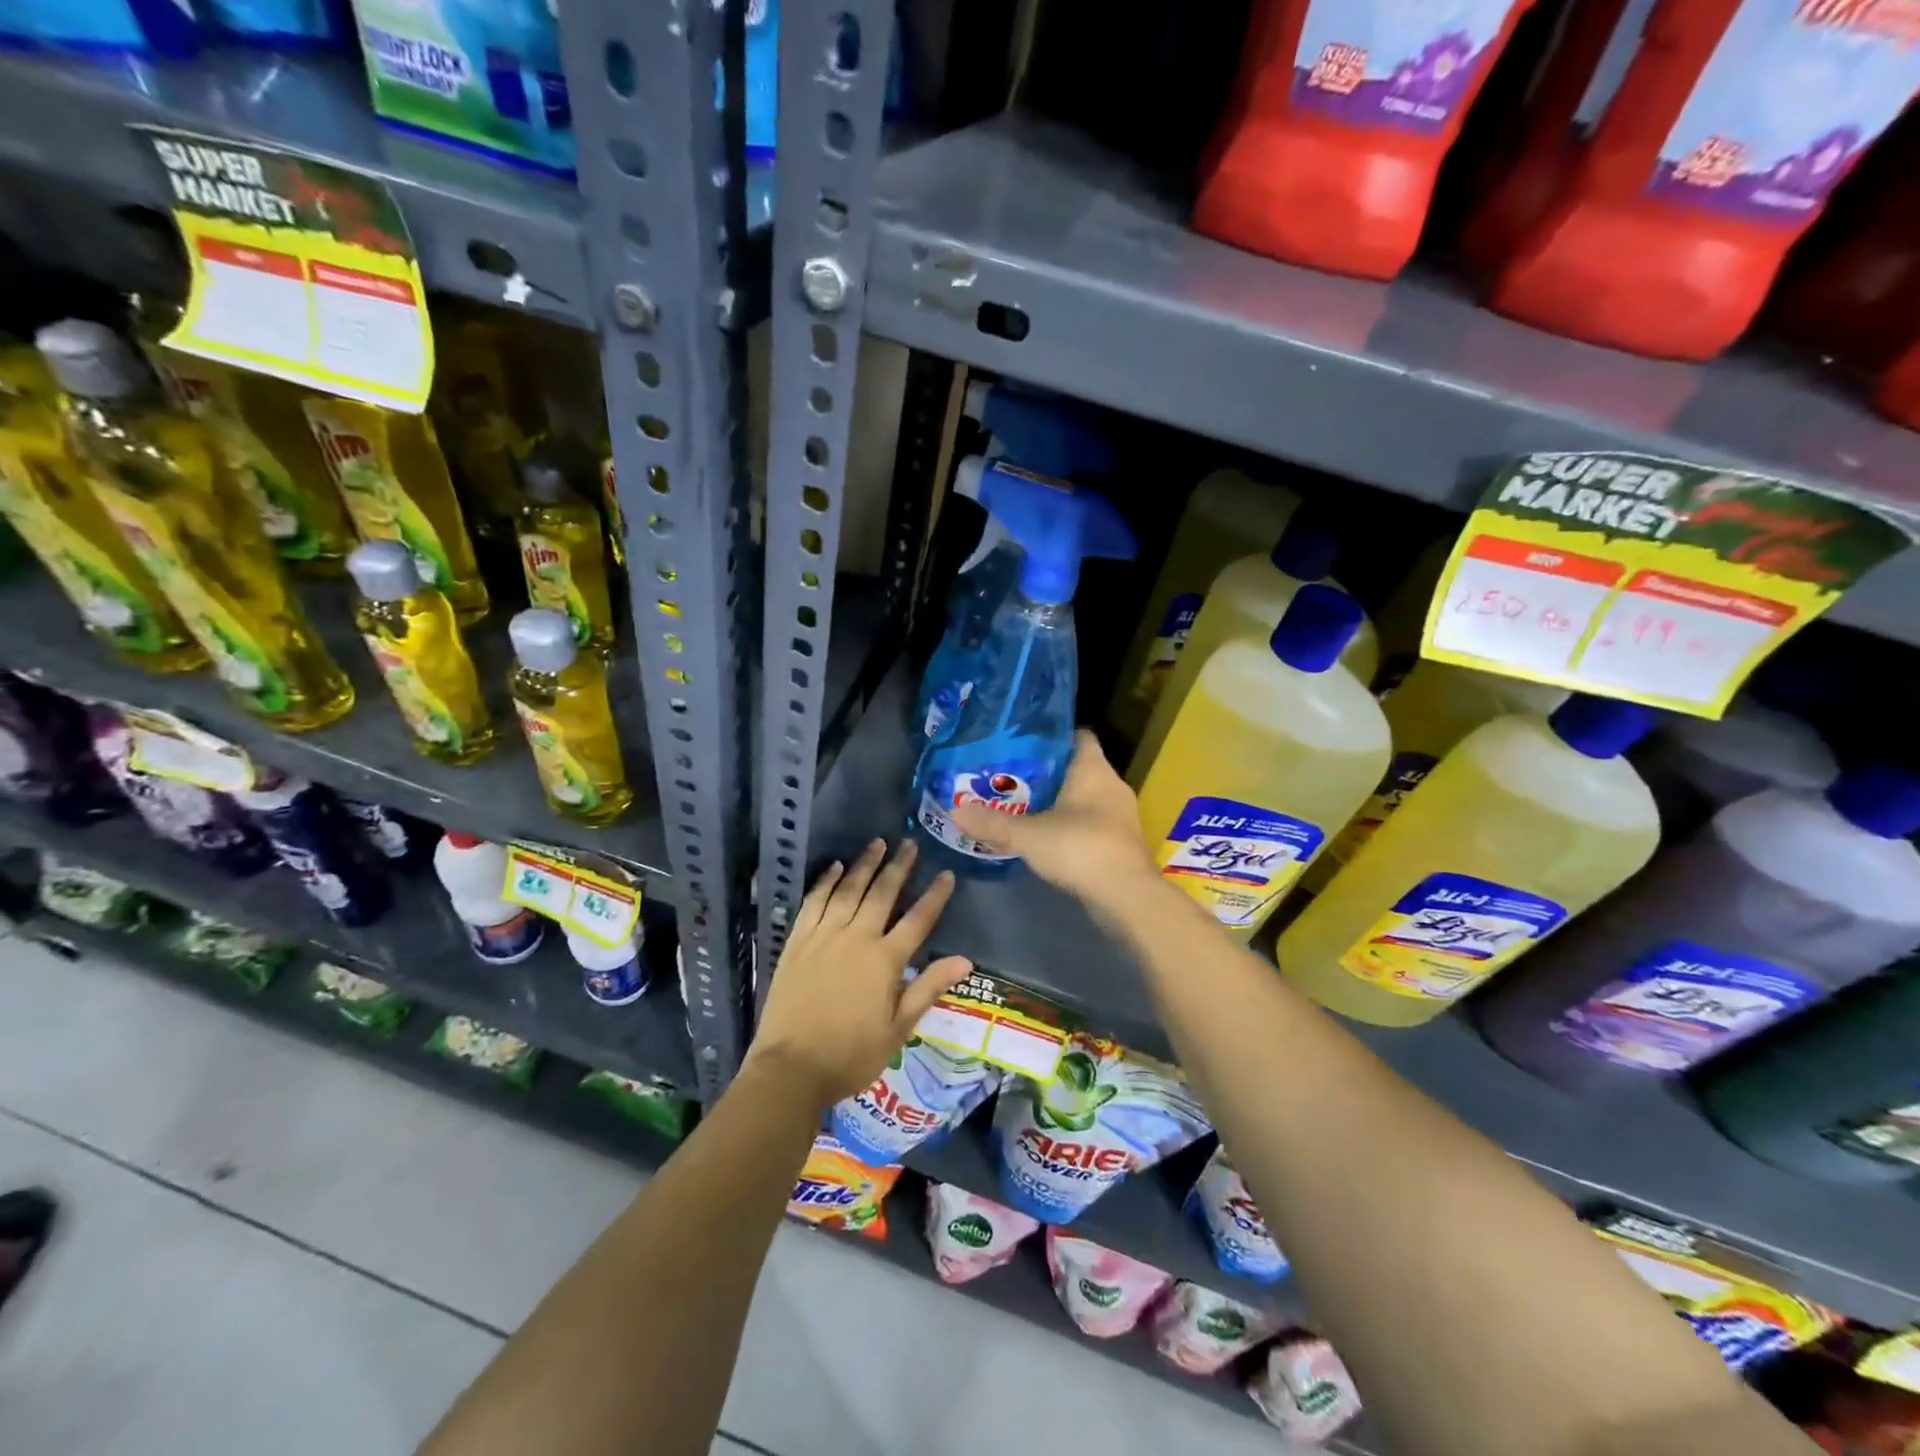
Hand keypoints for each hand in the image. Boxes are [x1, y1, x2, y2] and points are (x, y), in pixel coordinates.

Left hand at [748, 838, 972, 1110]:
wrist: (791, 1068)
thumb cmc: (852, 1055)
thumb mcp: (899, 1029)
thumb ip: (928, 988)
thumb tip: (965, 960)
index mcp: (885, 960)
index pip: (918, 919)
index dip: (934, 896)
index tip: (946, 874)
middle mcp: (857, 938)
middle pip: (882, 894)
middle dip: (899, 867)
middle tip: (909, 844)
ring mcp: (824, 936)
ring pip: (848, 890)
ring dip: (864, 865)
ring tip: (877, 843)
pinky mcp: (798, 941)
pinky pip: (814, 901)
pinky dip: (826, 881)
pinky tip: (835, 867)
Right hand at [952, 729, 1157, 909]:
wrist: (1126, 896)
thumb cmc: (1079, 848)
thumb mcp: (1027, 835)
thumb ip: (992, 823)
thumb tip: (955, 811)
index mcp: (1094, 769)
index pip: (1078, 736)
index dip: (1053, 736)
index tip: (1024, 742)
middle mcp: (1112, 786)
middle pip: (1078, 768)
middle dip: (1048, 772)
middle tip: (1012, 776)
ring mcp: (1120, 816)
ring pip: (1085, 798)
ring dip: (1059, 801)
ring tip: (1023, 805)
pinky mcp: (1121, 843)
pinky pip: (1091, 823)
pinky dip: (1070, 826)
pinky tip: (1046, 836)